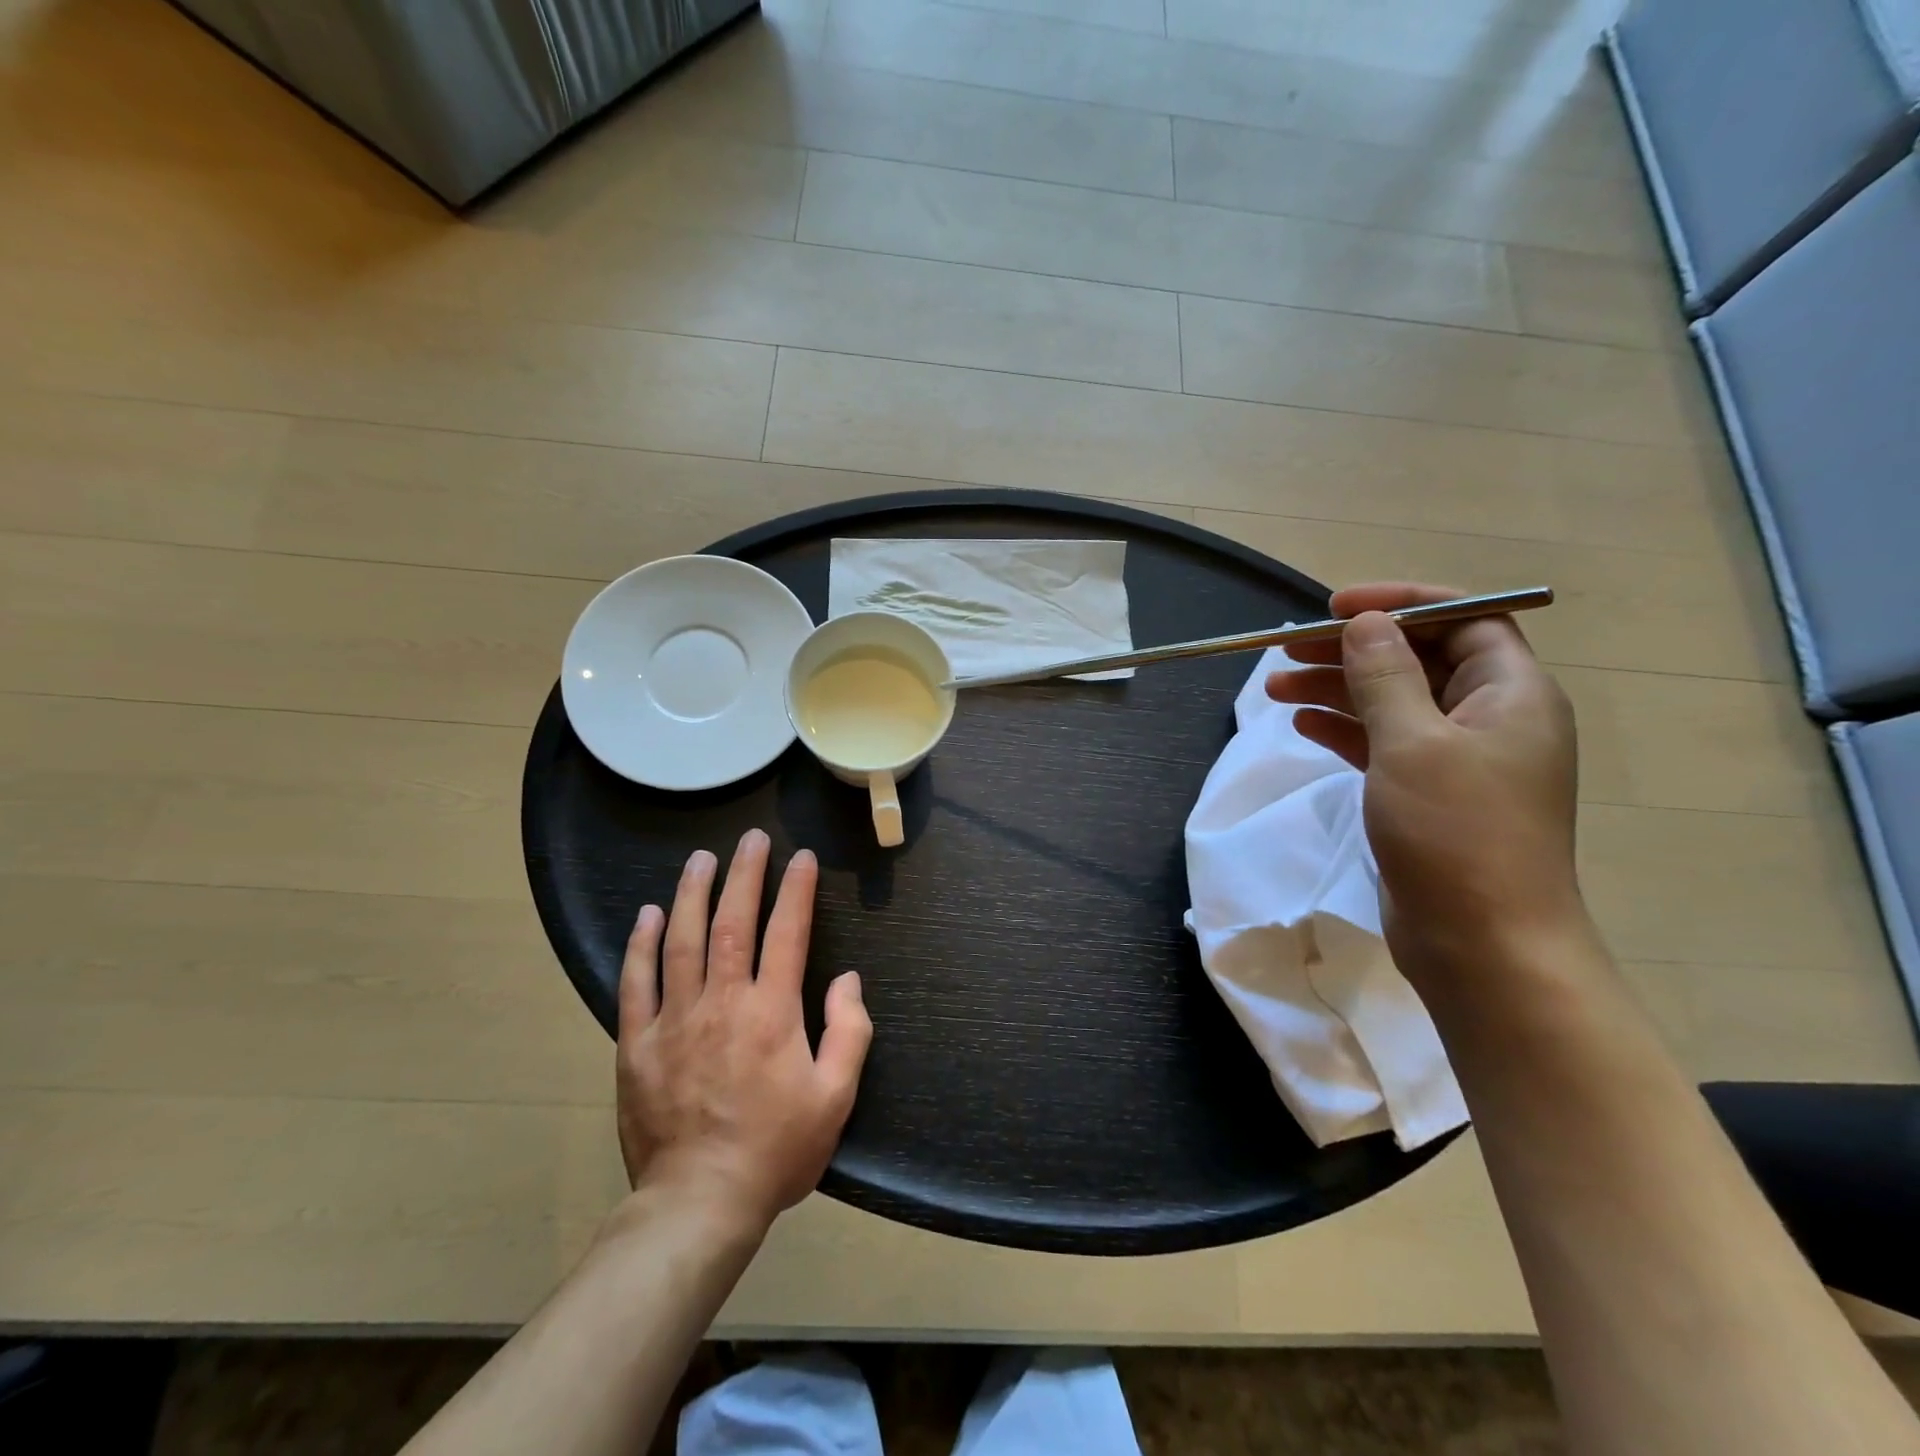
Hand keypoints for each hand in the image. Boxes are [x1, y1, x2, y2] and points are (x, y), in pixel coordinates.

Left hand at [615, 830, 871, 1229]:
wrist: (699, 1203)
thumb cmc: (776, 1150)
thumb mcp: (835, 1097)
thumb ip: (849, 1032)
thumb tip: (848, 979)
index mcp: (773, 1012)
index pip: (788, 932)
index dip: (797, 890)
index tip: (803, 858)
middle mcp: (723, 1002)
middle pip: (733, 922)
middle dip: (745, 874)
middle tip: (751, 838)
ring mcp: (675, 1019)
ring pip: (682, 940)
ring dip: (693, 893)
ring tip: (701, 859)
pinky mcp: (637, 1043)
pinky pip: (636, 983)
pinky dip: (641, 945)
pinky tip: (648, 915)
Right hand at [1266, 582, 1584, 988]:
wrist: (1483, 945)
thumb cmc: (1456, 834)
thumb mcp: (1412, 743)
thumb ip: (1385, 677)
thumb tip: (1366, 624)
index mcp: (1511, 694)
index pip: (1462, 619)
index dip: (1401, 605)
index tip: (1337, 607)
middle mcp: (1490, 718)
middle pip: (1417, 660)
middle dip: (1352, 649)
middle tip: (1287, 649)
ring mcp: (1458, 759)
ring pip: (1391, 703)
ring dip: (1337, 689)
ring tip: (1275, 687)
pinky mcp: (1427, 794)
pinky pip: (1382, 743)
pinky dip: (1343, 729)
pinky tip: (1302, 724)